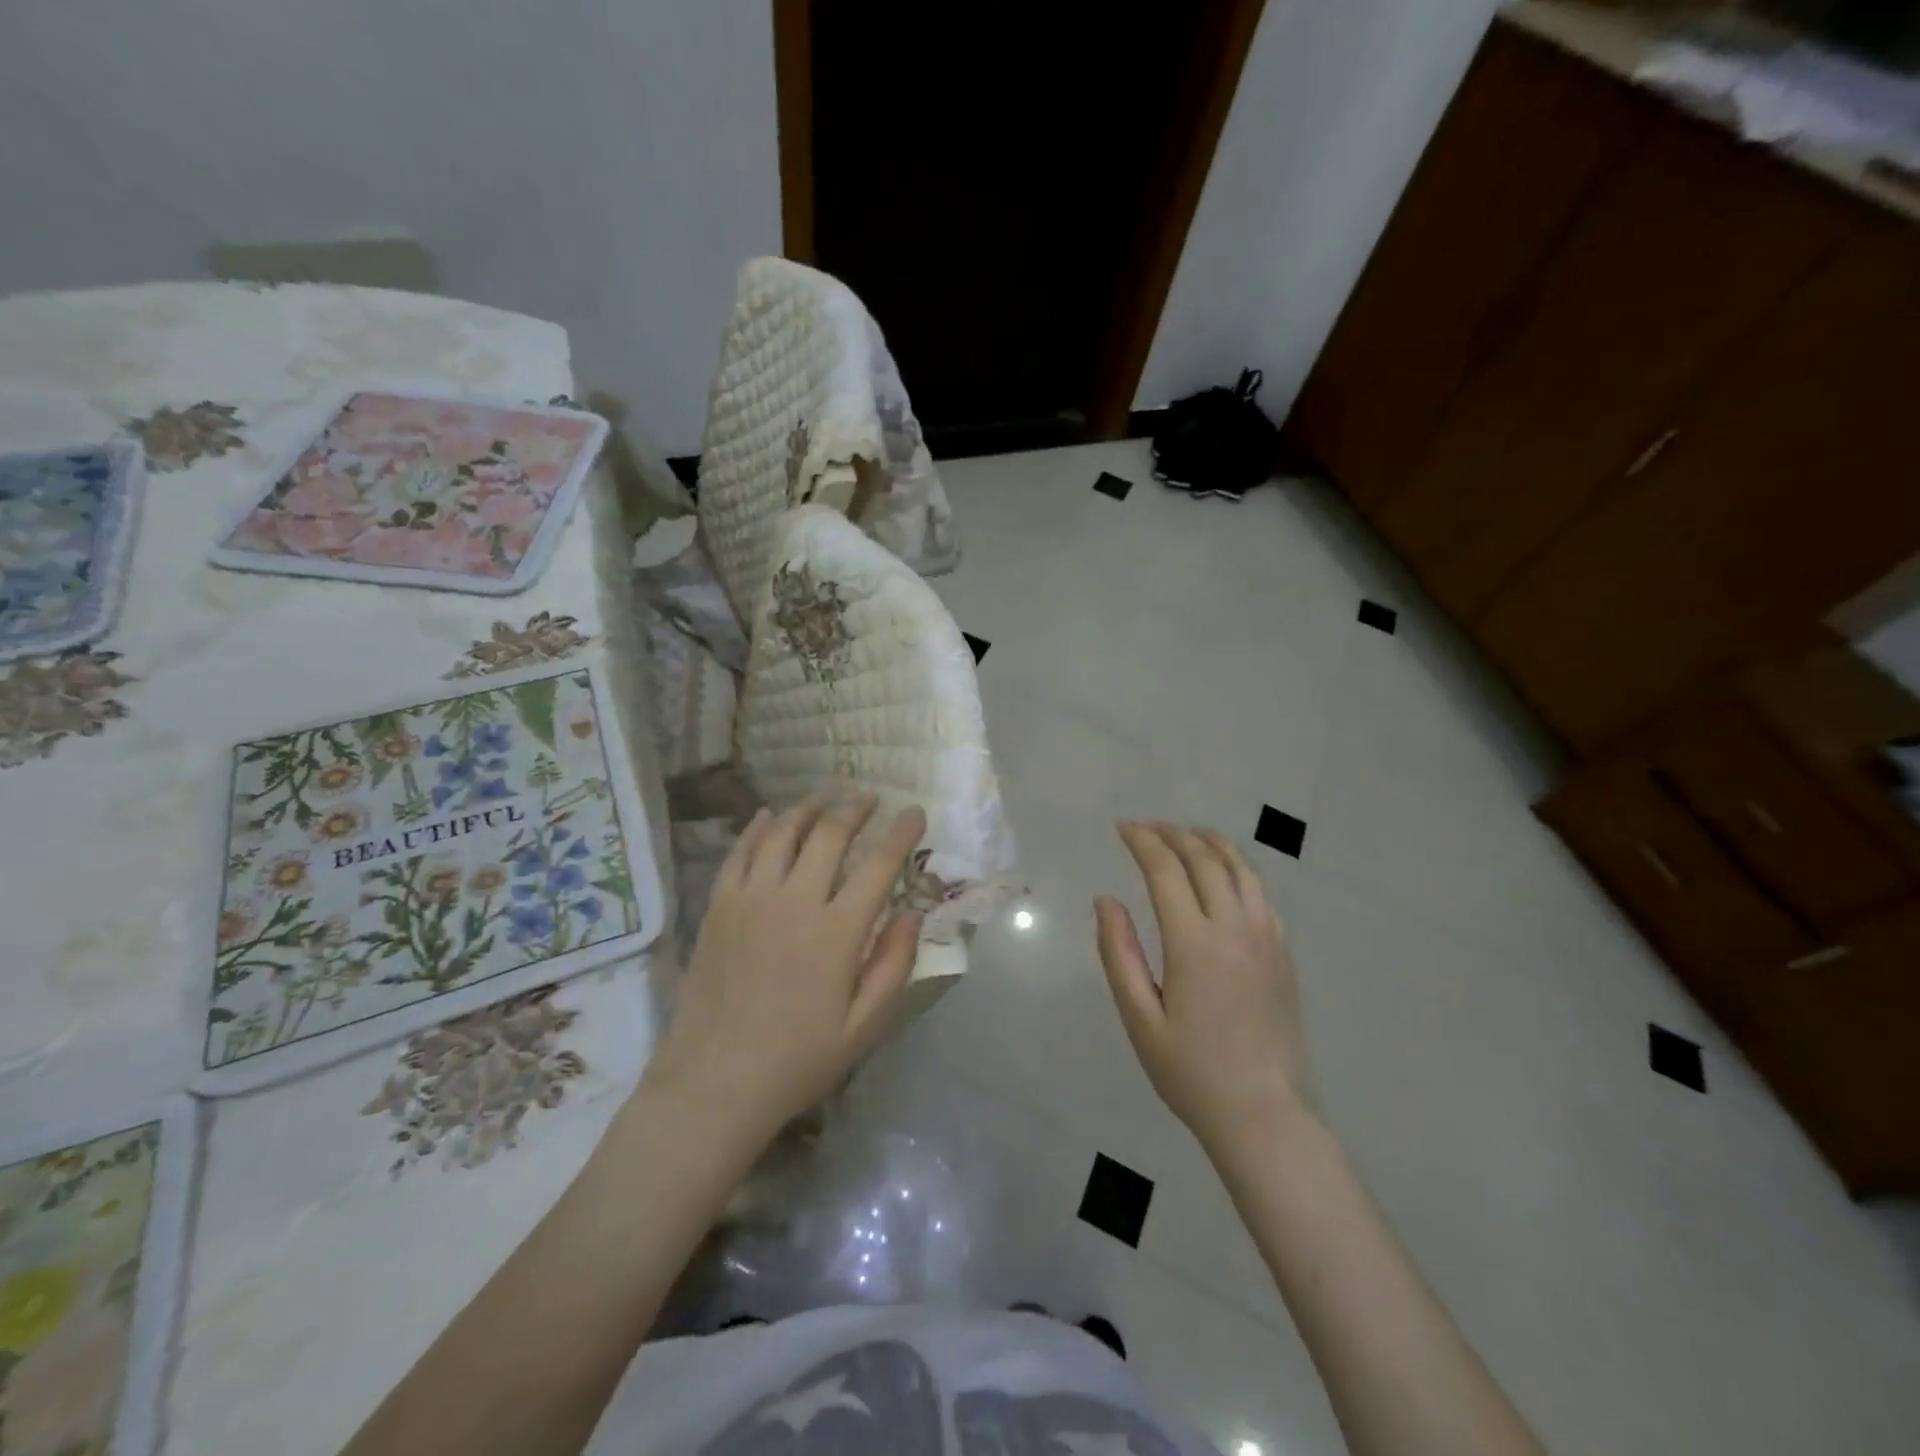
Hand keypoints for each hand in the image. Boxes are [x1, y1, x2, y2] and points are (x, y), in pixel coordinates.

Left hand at [642, 794, 925, 1149]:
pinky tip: (767, 816)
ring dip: (808, 810)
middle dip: (855, 809)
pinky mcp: (719, 907)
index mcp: (837, 932)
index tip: (915, 812)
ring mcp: (751, 899)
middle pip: (830, 835)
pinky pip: (740, 853)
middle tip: (870, 799)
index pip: (878, 866)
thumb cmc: (797, 1059)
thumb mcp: (863, 1026)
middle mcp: (795, 902)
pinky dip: (756, 829)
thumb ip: (893, 965)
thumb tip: (913, 912)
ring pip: (782, 834)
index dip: (901, 834)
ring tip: (825, 799)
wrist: (714, 1082)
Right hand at [1095, 822, 1311, 1159]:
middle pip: (1204, 859)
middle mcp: (1234, 929)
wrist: (1263, 1114)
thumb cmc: (1190, 1072)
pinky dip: (1238, 869)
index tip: (1122, 827)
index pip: (1166, 870)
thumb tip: (1105, 900)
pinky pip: (1261, 894)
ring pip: (1240, 869)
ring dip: (1210, 842)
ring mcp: (1266, 938)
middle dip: (1172, 834)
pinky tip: (1225, 874)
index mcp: (1194, 943)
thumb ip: (1119, 953)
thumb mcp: (1139, 1018)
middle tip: (1146, 827)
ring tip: (1187, 833)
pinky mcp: (1283, 953)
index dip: (1142, 841)